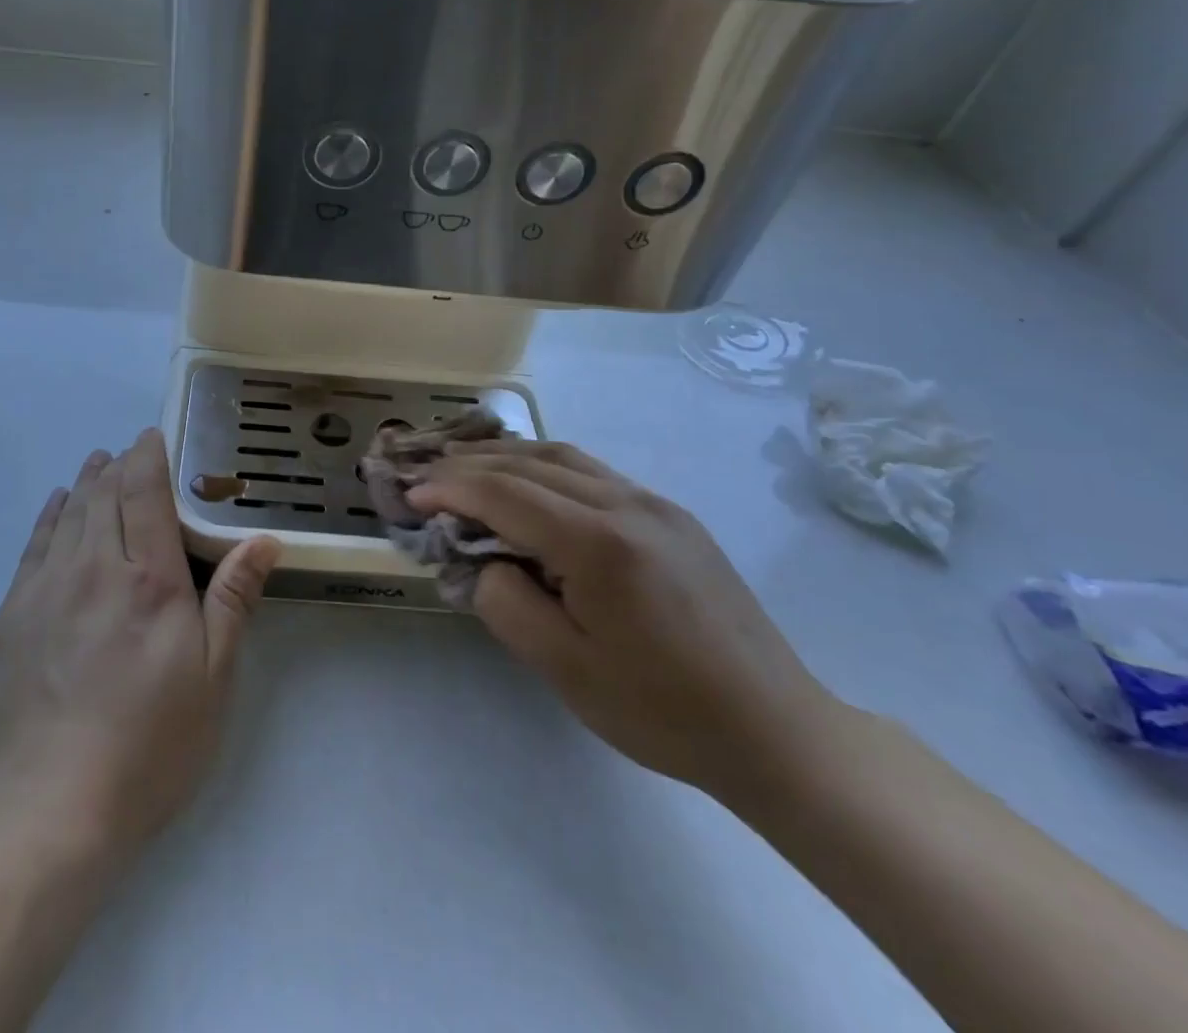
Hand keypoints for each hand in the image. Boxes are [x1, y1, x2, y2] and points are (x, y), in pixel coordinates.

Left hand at [0, 429, 278, 859]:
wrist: (44, 814)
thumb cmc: (147, 748)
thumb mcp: (212, 680)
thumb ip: (233, 600)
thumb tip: (262, 540)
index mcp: (149, 580)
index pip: (145, 493)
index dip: (148, 456)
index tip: (153, 436)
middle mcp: (94, 569)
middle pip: (104, 495)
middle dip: (118, 465)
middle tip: (129, 451)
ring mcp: (45, 590)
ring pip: (68, 515)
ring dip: (86, 483)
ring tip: (97, 465)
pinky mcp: (10, 617)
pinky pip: (33, 546)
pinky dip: (50, 517)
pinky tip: (58, 508)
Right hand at [408, 440, 841, 800]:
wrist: (776, 730)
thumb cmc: (663, 711)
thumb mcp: (566, 670)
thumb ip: (507, 604)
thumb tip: (488, 562)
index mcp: (600, 543)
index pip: (505, 493)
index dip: (450, 489)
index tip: (411, 496)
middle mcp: (628, 505)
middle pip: (530, 463)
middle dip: (470, 464)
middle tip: (427, 474)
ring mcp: (655, 505)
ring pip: (563, 457)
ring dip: (507, 457)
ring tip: (466, 467)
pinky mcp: (672, 516)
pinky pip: (592, 474)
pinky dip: (544, 467)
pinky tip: (528, 485)